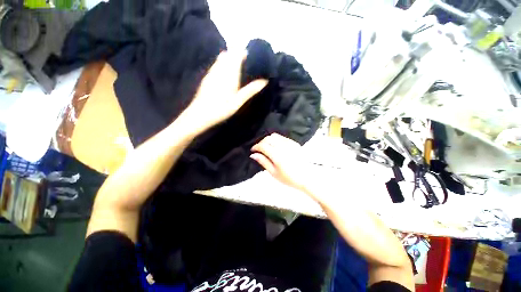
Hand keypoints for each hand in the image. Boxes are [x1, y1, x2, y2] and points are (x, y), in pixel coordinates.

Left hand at [180, 51, 267, 133]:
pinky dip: (222, 65)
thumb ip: (250, 90)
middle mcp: (219, 70)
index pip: (236, 55)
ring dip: (228, 59)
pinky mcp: (206, 78)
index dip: (243, 52)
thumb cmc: (222, 109)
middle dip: (236, 54)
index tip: (250, 56)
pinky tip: (225, 75)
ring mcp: (211, 73)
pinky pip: (215, 65)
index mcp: (229, 74)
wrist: (200, 114)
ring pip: (220, 59)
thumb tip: (264, 81)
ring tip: (236, 68)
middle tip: (244, 63)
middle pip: (228, 54)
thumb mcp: (238, 101)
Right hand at [250, 133, 309, 191]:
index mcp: (277, 155)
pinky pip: (282, 137)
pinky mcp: (294, 143)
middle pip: (268, 138)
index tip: (253, 150)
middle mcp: (283, 147)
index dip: (256, 147)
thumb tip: (253, 155)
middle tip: (259, 150)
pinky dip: (276, 140)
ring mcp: (290, 144)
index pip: (263, 146)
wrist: (307, 178)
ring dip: (268, 140)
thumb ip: (263, 162)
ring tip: (267, 147)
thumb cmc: (289, 178)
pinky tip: (276, 147)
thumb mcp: (273, 173)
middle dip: (261, 142)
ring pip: (275, 136)